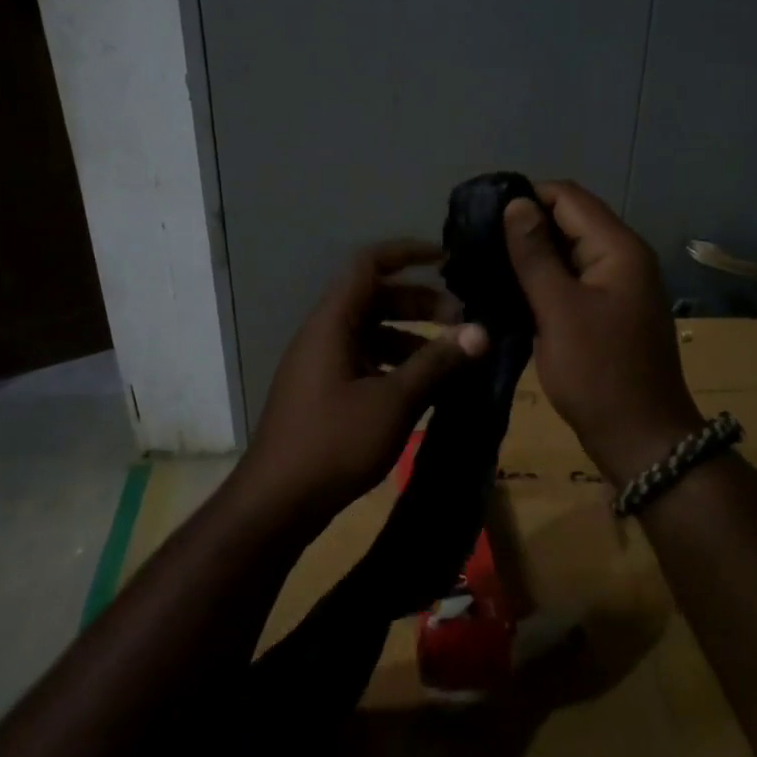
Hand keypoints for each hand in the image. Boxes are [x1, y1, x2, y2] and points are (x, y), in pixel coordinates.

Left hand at [237, 240, 488, 523]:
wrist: (276, 503)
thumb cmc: (334, 443)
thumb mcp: (393, 402)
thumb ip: (437, 363)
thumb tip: (481, 331)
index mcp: (333, 323)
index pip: (368, 264)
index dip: (407, 253)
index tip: (447, 259)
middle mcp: (324, 334)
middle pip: (375, 299)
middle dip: (421, 304)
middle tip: (463, 324)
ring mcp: (320, 364)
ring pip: (372, 333)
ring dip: (412, 338)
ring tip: (452, 361)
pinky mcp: (323, 392)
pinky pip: (364, 361)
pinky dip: (395, 365)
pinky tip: (423, 389)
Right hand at [502, 183, 702, 484]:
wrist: (640, 439)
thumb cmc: (598, 372)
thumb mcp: (559, 309)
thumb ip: (535, 254)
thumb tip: (516, 203)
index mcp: (618, 248)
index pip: (568, 196)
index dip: (525, 197)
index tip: (481, 215)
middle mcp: (623, 257)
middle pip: (570, 219)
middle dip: (525, 225)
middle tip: (476, 241)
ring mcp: (617, 285)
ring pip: (569, 250)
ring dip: (532, 253)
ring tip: (485, 262)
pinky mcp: (607, 310)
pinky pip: (572, 278)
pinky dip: (544, 278)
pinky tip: (510, 289)